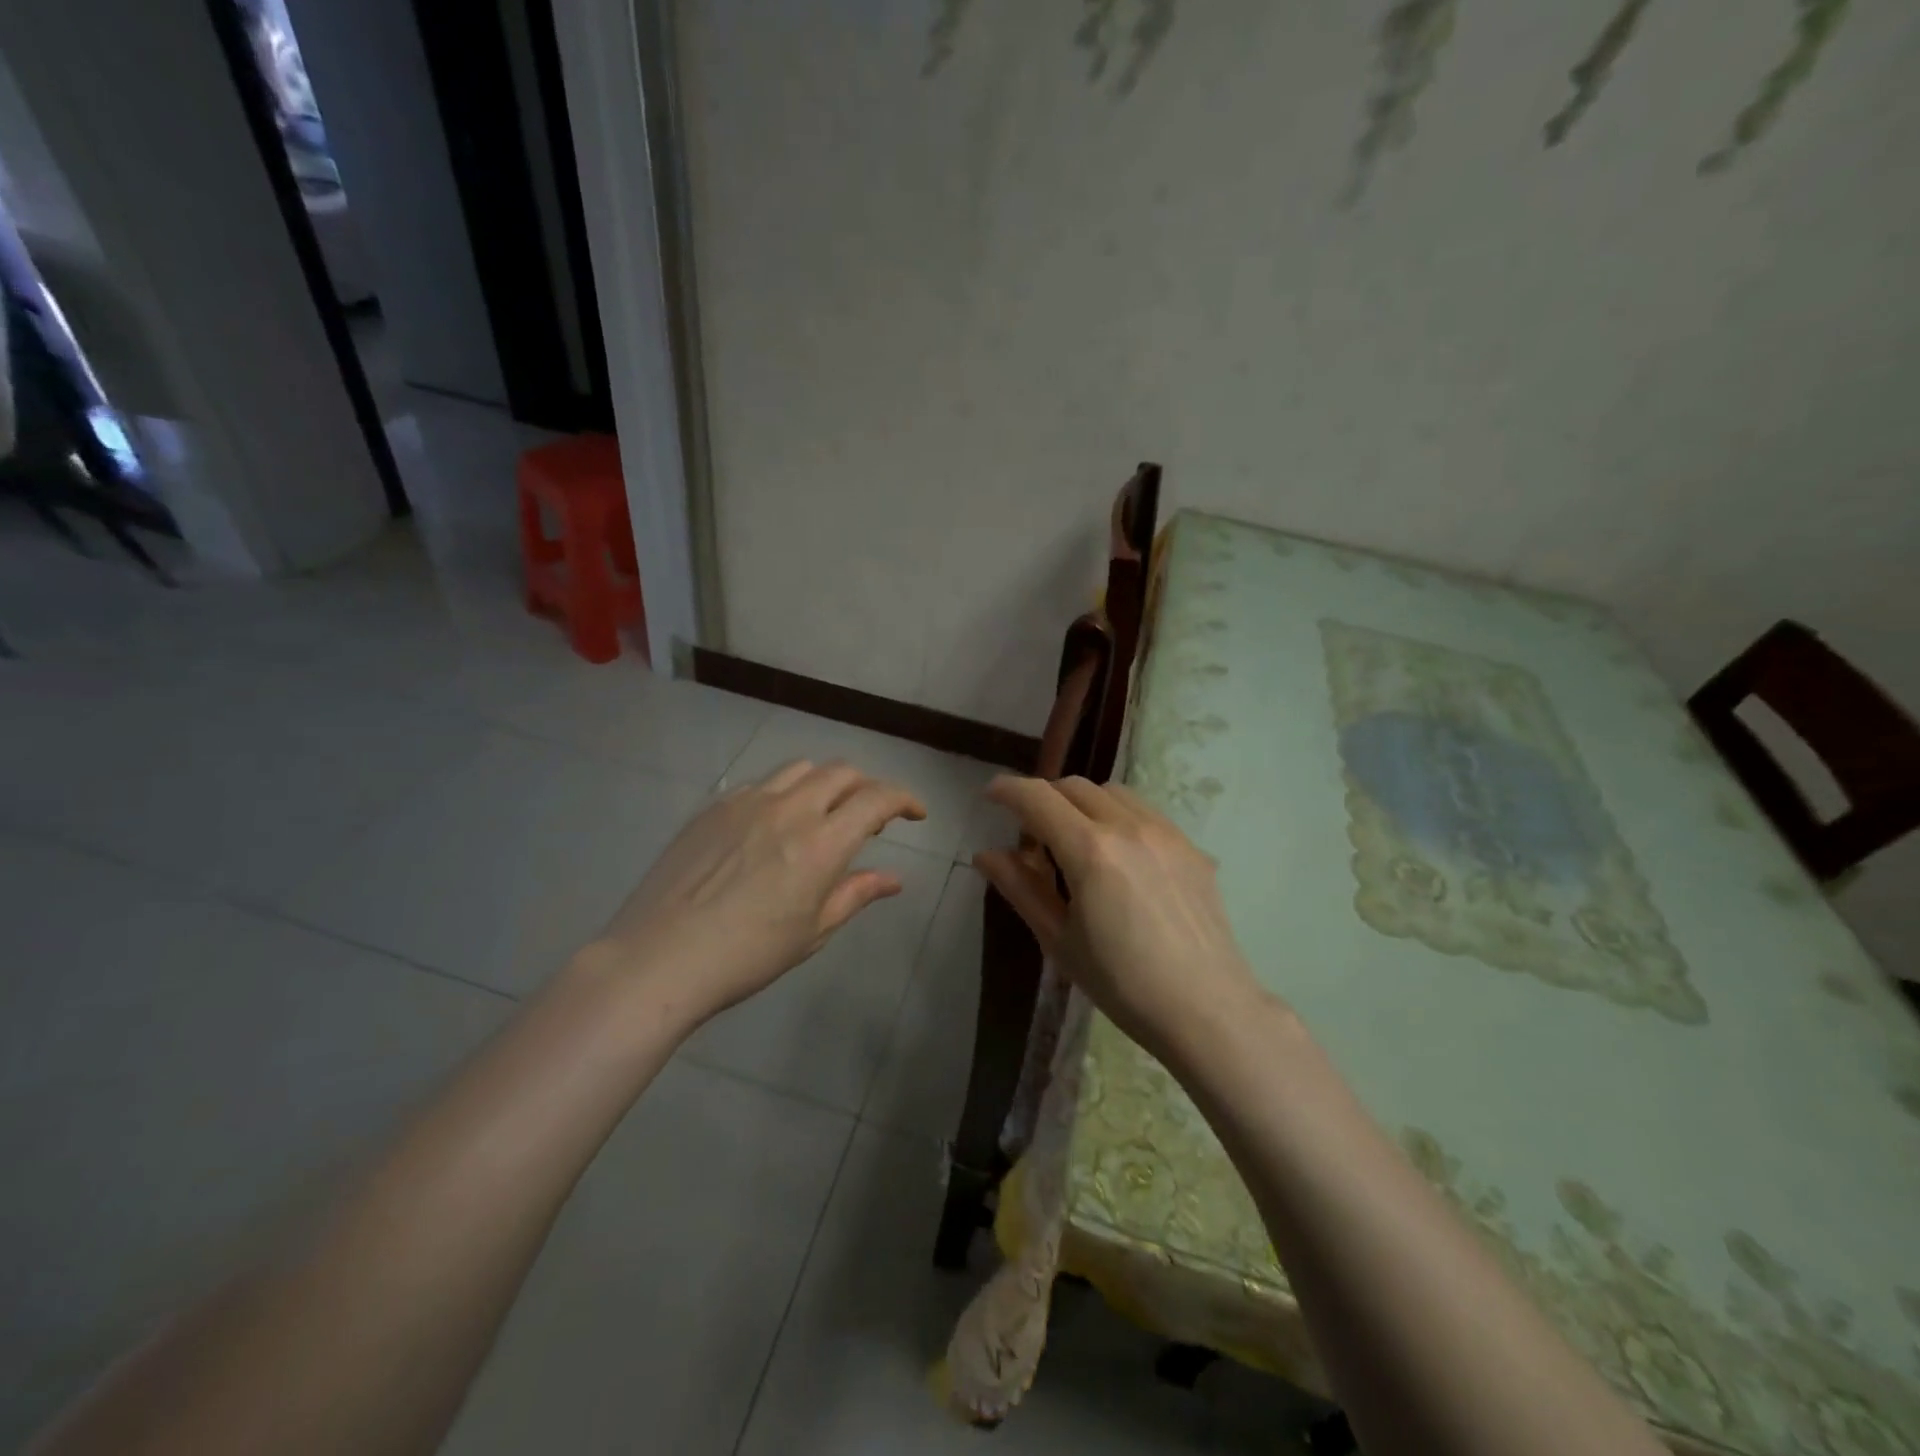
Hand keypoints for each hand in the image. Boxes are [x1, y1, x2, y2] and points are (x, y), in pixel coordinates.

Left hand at [589, 760, 926, 1028]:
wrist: (660, 957)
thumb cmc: (747, 955)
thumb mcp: (812, 931)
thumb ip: (856, 894)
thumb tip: (895, 879)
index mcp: (821, 843)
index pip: (877, 799)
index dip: (904, 799)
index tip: (916, 813)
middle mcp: (789, 809)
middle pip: (842, 772)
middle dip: (867, 786)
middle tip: (872, 814)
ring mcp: (748, 801)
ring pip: (801, 769)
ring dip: (826, 782)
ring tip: (824, 811)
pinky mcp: (715, 806)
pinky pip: (762, 784)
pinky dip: (785, 792)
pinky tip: (775, 824)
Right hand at [974, 776, 1268, 1063]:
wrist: (1206, 1008)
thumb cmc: (1122, 984)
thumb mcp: (1059, 940)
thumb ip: (1020, 889)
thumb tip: (985, 854)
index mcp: (1090, 850)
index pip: (1038, 798)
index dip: (1008, 790)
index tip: (990, 795)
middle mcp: (1128, 827)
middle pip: (1074, 786)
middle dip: (1044, 797)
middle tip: (1031, 831)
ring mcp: (1165, 833)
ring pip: (1112, 792)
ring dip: (1082, 802)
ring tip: (1075, 839)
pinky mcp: (1190, 846)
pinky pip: (1145, 811)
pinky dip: (1117, 815)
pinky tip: (1118, 854)